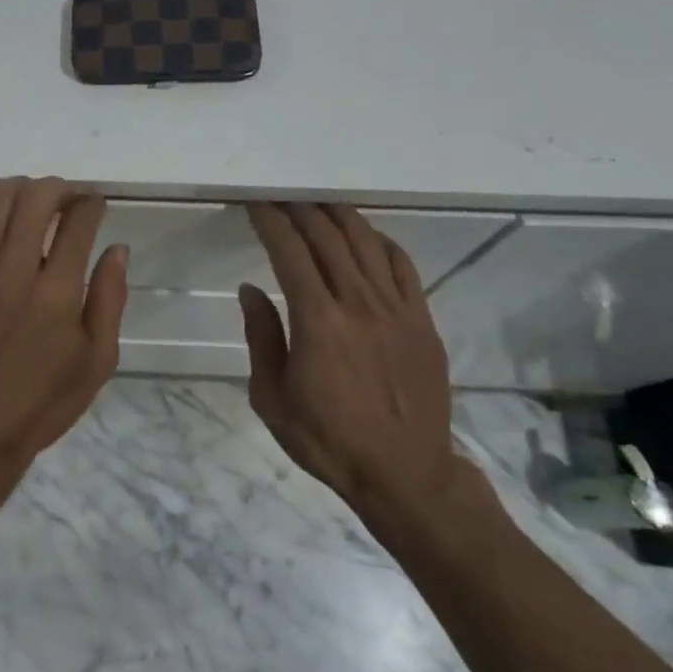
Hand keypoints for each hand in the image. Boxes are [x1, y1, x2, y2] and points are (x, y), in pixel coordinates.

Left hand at [0, 172, 129, 466]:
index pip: (79, 221)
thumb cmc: (42, 401)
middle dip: (57, 187)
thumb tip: (117, 249)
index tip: (94, 206)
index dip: (91, 203)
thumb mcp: (98, 361)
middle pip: (35, 198)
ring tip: (28, 195)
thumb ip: (111, 299)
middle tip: (65, 198)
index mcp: (57, 292)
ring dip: (18, 186)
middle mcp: (14, 270)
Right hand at [240, 204, 465, 521]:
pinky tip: (365, 236)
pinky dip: (379, 240)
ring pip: (365, 240)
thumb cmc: (329, 440)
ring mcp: (395, 307)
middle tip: (282, 197)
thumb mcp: (273, 399)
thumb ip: (261, 338)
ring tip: (318, 203)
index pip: (288, 250)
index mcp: (317, 321)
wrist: (405, 474)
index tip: (256, 204)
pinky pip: (401, 264)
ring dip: (338, 215)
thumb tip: (251, 290)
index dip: (270, 220)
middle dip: (300, 208)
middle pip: (326, 235)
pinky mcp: (421, 319)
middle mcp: (357, 302)